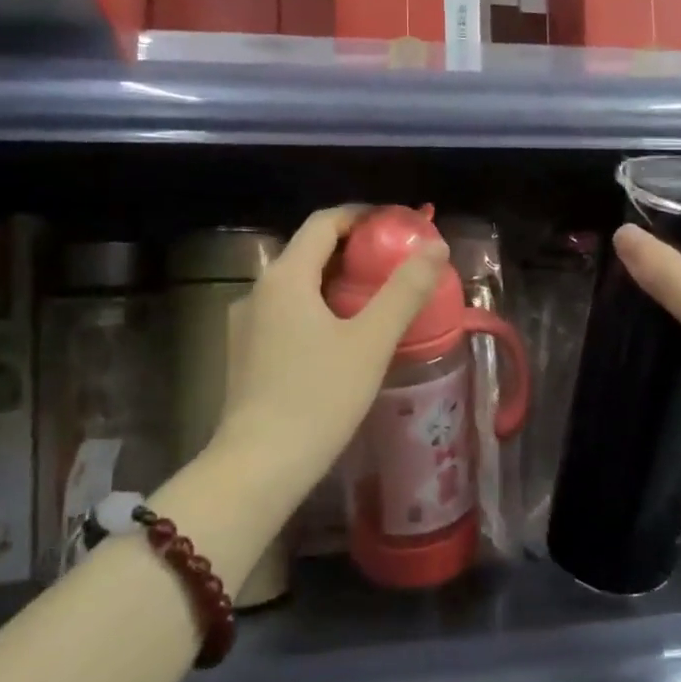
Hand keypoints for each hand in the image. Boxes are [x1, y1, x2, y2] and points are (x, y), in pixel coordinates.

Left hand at [210, 205, 447, 507]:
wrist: (259, 466)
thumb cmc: (318, 397)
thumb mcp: (371, 342)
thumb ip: (405, 290)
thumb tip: (435, 247)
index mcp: (286, 277)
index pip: (324, 223)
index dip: (362, 215)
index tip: (397, 225)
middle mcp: (259, 291)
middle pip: (309, 252)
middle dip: (353, 250)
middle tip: (395, 263)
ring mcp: (246, 324)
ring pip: (297, 286)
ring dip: (335, 282)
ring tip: (375, 299)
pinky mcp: (244, 355)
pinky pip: (286, 315)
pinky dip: (317, 309)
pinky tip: (341, 338)